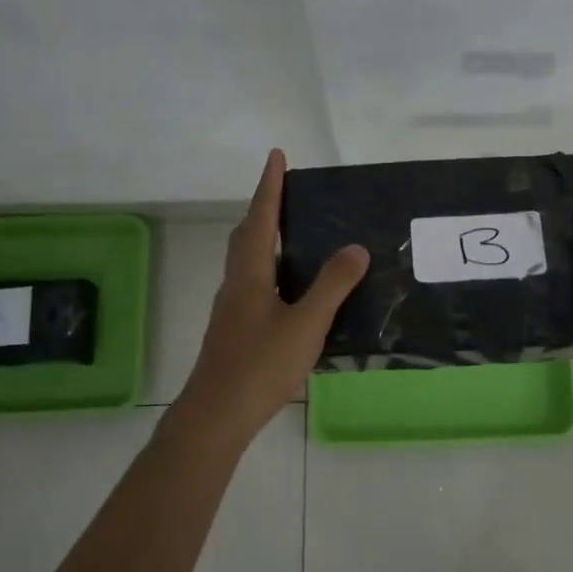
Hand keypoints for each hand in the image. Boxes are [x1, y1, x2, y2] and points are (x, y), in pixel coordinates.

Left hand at [174, 149, 369, 447]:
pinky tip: (290, 290)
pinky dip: (269, 270)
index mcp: (250, 275)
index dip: (269, 187)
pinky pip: (253, 284)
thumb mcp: (306, 324)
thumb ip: (332, 286)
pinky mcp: (234, 331)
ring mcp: (232, 309)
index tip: (276, 156)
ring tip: (294, 235)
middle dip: (264, 209)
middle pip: (246, 236)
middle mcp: (236, 285)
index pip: (261, 219)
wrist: (216, 415)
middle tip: (287, 194)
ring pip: (247, 262)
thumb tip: (356, 247)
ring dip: (264, 239)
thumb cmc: (261, 365)